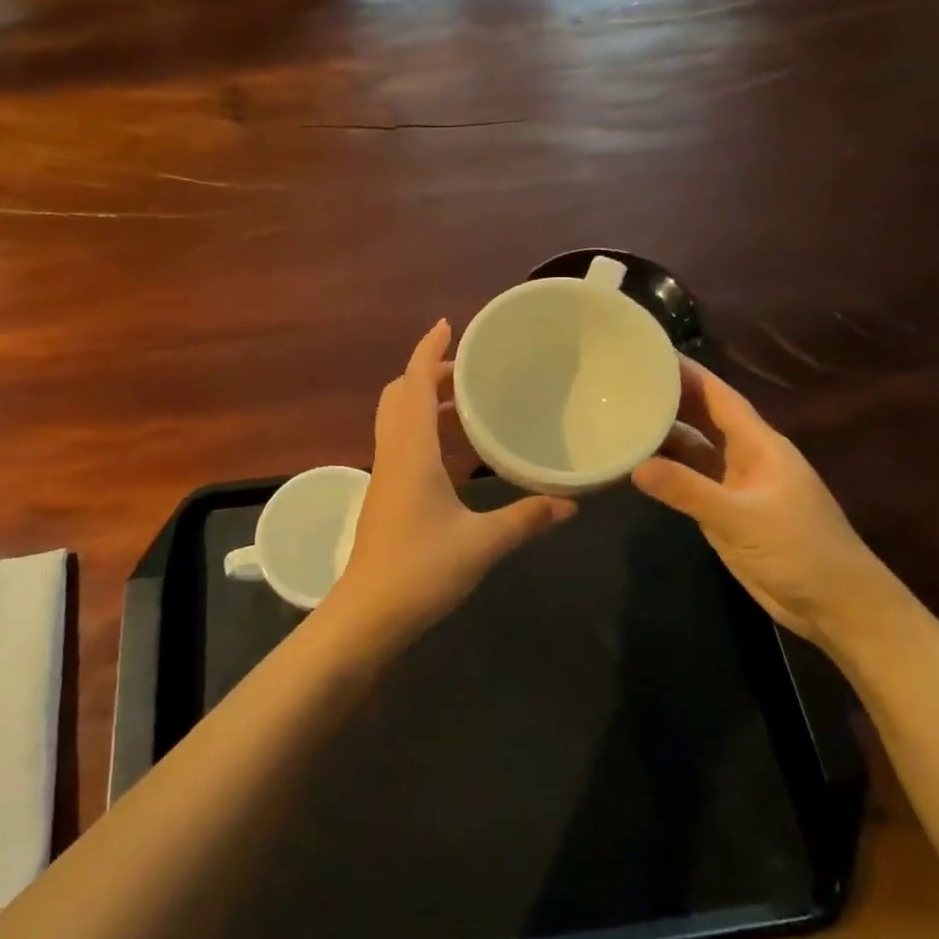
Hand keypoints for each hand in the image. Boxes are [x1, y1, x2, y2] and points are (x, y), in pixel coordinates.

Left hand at [333, 320, 575, 642]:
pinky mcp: (385, 494)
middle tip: (471, 368)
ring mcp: (385, 474)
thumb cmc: (421, 570)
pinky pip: (402, 443)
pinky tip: (456, 449)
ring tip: (470, 401)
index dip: (428, 350)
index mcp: (410, 450)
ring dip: (426, 400)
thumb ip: (526, 518)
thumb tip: (570, 503)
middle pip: (401, 394)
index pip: (414, 383)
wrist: (368, 614)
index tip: (448, 325)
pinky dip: (425, 429)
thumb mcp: (482, 543)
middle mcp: (392, 452)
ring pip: (398, 419)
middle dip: (429, 372)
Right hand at [632, 358, 904, 649]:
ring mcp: (736, 485)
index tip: (651, 353)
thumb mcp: (741, 518)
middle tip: (624, 382)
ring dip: (664, 435)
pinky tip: (638, 466)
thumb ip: (689, 491)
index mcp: (759, 445)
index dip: (689, 373)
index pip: (719, 397)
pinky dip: (667, 471)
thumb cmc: (800, 550)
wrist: (835, 605)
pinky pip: (690, 480)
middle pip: (703, 417)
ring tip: (620, 417)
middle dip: (669, 398)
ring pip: (694, 449)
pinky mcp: (726, 511)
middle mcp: (746, 457)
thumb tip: (635, 466)